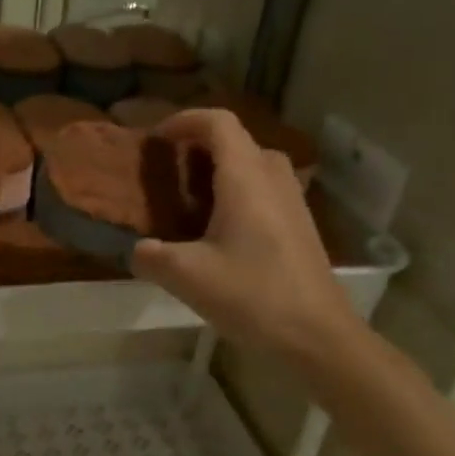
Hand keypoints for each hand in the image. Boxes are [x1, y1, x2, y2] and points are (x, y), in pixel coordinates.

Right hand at [130, 110, 357, 359]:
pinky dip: (238, 191)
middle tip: (170, 169)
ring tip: (190, 198)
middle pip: (237, 140)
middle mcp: (273, 178)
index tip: (157, 138)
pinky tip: (219, 229)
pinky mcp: (300, 225)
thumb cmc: (253, 295)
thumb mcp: (187, 277)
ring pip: (253, 164)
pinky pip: (265, 188)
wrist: (318, 335)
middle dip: (200, 145)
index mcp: (245, 178)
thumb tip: (137, 251)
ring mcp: (292, 201)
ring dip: (221, 168)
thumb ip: (151, 257)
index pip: (218, 123)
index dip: (185, 120)